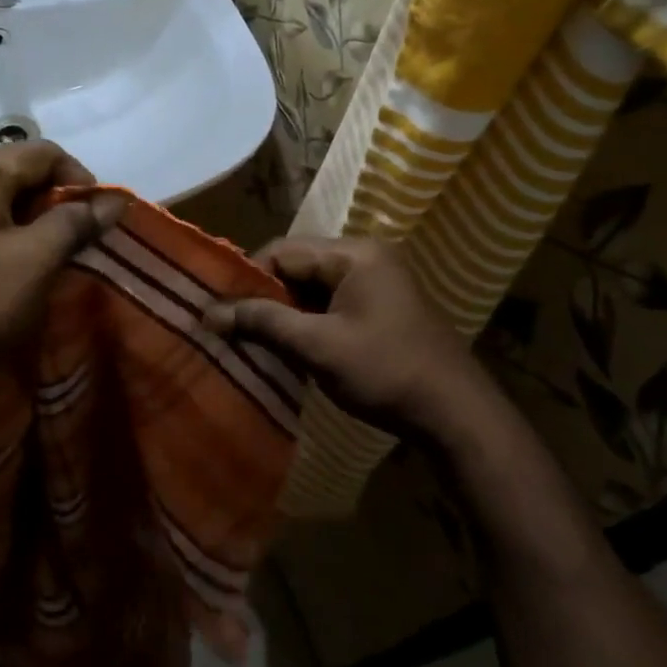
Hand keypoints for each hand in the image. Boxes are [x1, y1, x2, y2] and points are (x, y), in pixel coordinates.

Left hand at [0, 142, 125, 402]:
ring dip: (26, 219)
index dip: (80, 180)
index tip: (98, 221)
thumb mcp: (34, 262)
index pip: (41, 153)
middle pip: (14, 170)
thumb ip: (76, 222)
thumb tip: (113, 200)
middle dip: (52, 201)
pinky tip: (6, 266)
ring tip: (45, 257)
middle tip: (75, 243)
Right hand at [203, 238, 506, 444]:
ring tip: (262, 342)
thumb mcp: (318, 346)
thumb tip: (209, 313)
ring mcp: (378, 281)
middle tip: (239, 330)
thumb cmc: (386, 372)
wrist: (458, 415)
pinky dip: (310, 322)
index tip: (224, 312)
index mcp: (355, 254)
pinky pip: (333, 303)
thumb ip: (263, 323)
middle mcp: (367, 257)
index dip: (249, 279)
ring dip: (288, 313)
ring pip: (313, 287)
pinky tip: (296, 348)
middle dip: (267, 297)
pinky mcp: (383, 307)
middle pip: (298, 266)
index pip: (283, 251)